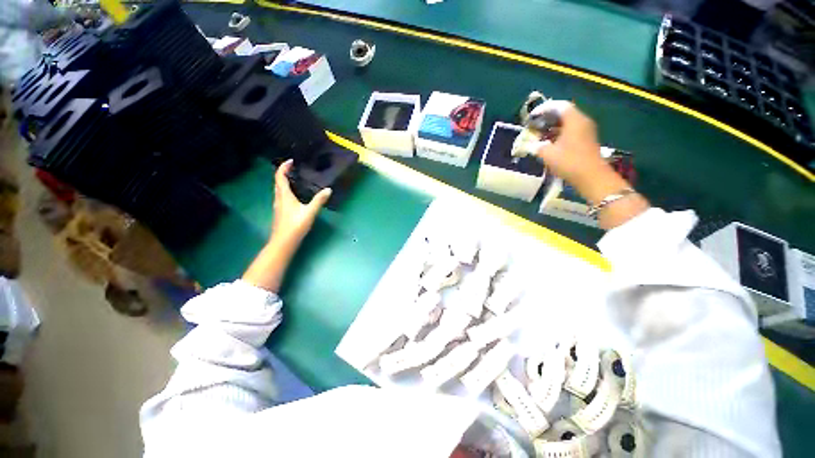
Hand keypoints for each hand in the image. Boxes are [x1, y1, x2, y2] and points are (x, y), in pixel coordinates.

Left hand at [242, 160, 331, 291]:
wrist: (283, 242)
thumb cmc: (295, 226)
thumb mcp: (309, 212)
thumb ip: (319, 201)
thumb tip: (328, 190)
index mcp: (284, 196)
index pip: (280, 177)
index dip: (283, 167)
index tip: (291, 161)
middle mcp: (279, 199)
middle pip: (278, 183)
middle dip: (283, 174)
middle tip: (294, 169)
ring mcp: (278, 206)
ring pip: (279, 190)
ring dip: (284, 182)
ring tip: (295, 180)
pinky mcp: (280, 213)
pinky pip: (281, 197)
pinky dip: (286, 191)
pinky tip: (295, 197)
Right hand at [532, 103, 608, 187]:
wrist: (591, 177)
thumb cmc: (569, 162)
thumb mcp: (548, 154)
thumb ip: (537, 146)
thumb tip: (530, 144)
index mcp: (574, 120)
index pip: (558, 106)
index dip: (543, 109)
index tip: (532, 117)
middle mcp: (582, 121)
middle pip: (564, 113)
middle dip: (547, 118)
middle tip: (534, 125)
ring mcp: (586, 131)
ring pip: (568, 122)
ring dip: (553, 127)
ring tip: (540, 134)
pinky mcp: (587, 140)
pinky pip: (571, 131)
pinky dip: (559, 133)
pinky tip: (550, 143)